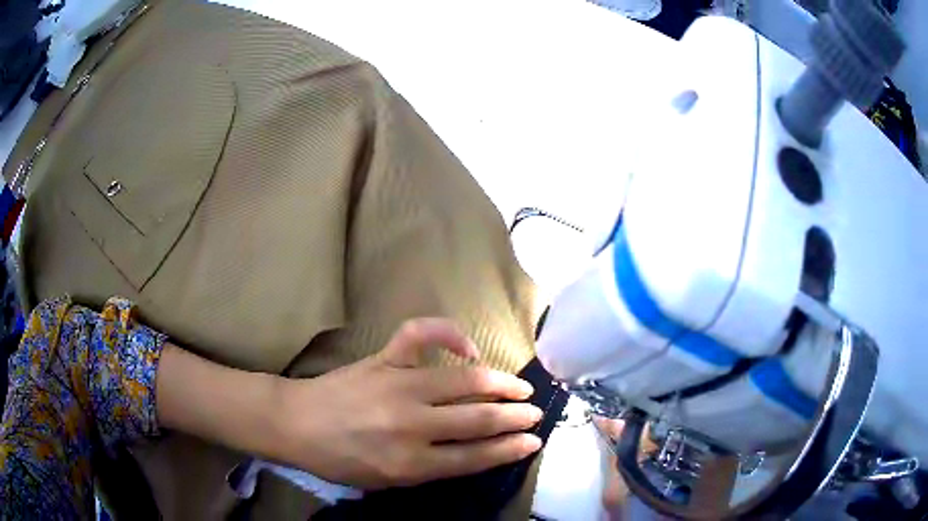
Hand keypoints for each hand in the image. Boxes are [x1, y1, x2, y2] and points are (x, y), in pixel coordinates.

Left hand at [268, 319, 543, 488]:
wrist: (297, 424)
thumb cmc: (340, 460)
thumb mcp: (387, 480)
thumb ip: (432, 469)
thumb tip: (475, 451)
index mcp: (411, 462)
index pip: (476, 456)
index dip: (510, 449)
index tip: (533, 441)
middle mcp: (411, 424)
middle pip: (478, 419)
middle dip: (514, 416)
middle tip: (535, 413)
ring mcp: (398, 385)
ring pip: (464, 380)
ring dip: (499, 383)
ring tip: (519, 387)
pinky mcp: (383, 358)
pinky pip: (420, 334)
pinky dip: (448, 332)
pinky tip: (467, 346)